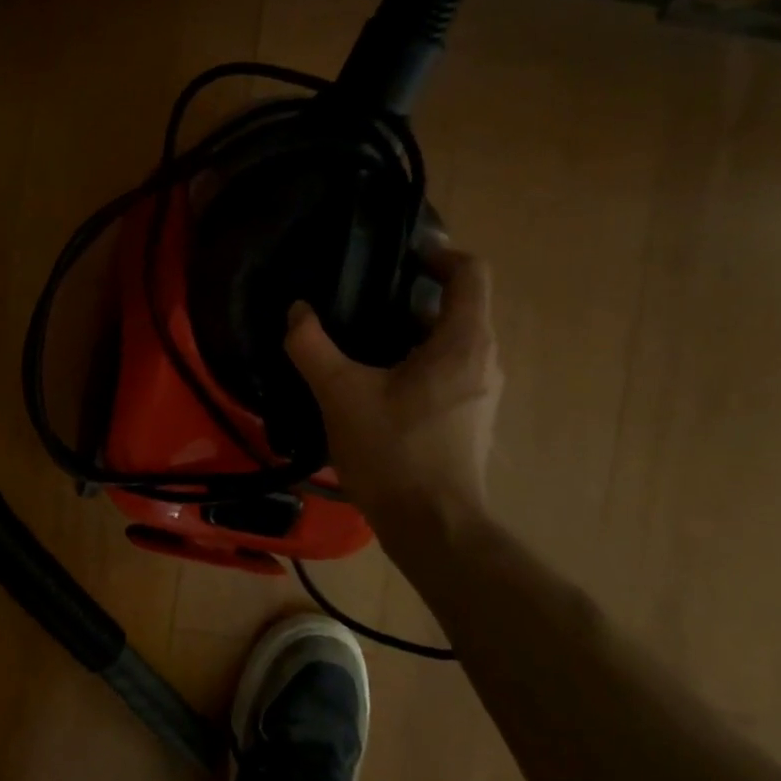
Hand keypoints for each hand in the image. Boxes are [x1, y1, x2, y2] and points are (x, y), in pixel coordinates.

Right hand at [285, 245, 502, 538]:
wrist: (433, 527)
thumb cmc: (393, 452)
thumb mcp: (340, 394)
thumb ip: (312, 346)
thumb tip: (297, 312)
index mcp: (463, 343)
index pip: (470, 273)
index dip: (437, 253)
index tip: (397, 253)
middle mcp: (483, 361)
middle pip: (457, 307)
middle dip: (410, 296)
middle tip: (359, 298)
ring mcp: (480, 393)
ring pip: (448, 342)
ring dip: (408, 332)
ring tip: (358, 339)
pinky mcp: (468, 419)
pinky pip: (445, 371)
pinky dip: (414, 362)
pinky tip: (372, 383)